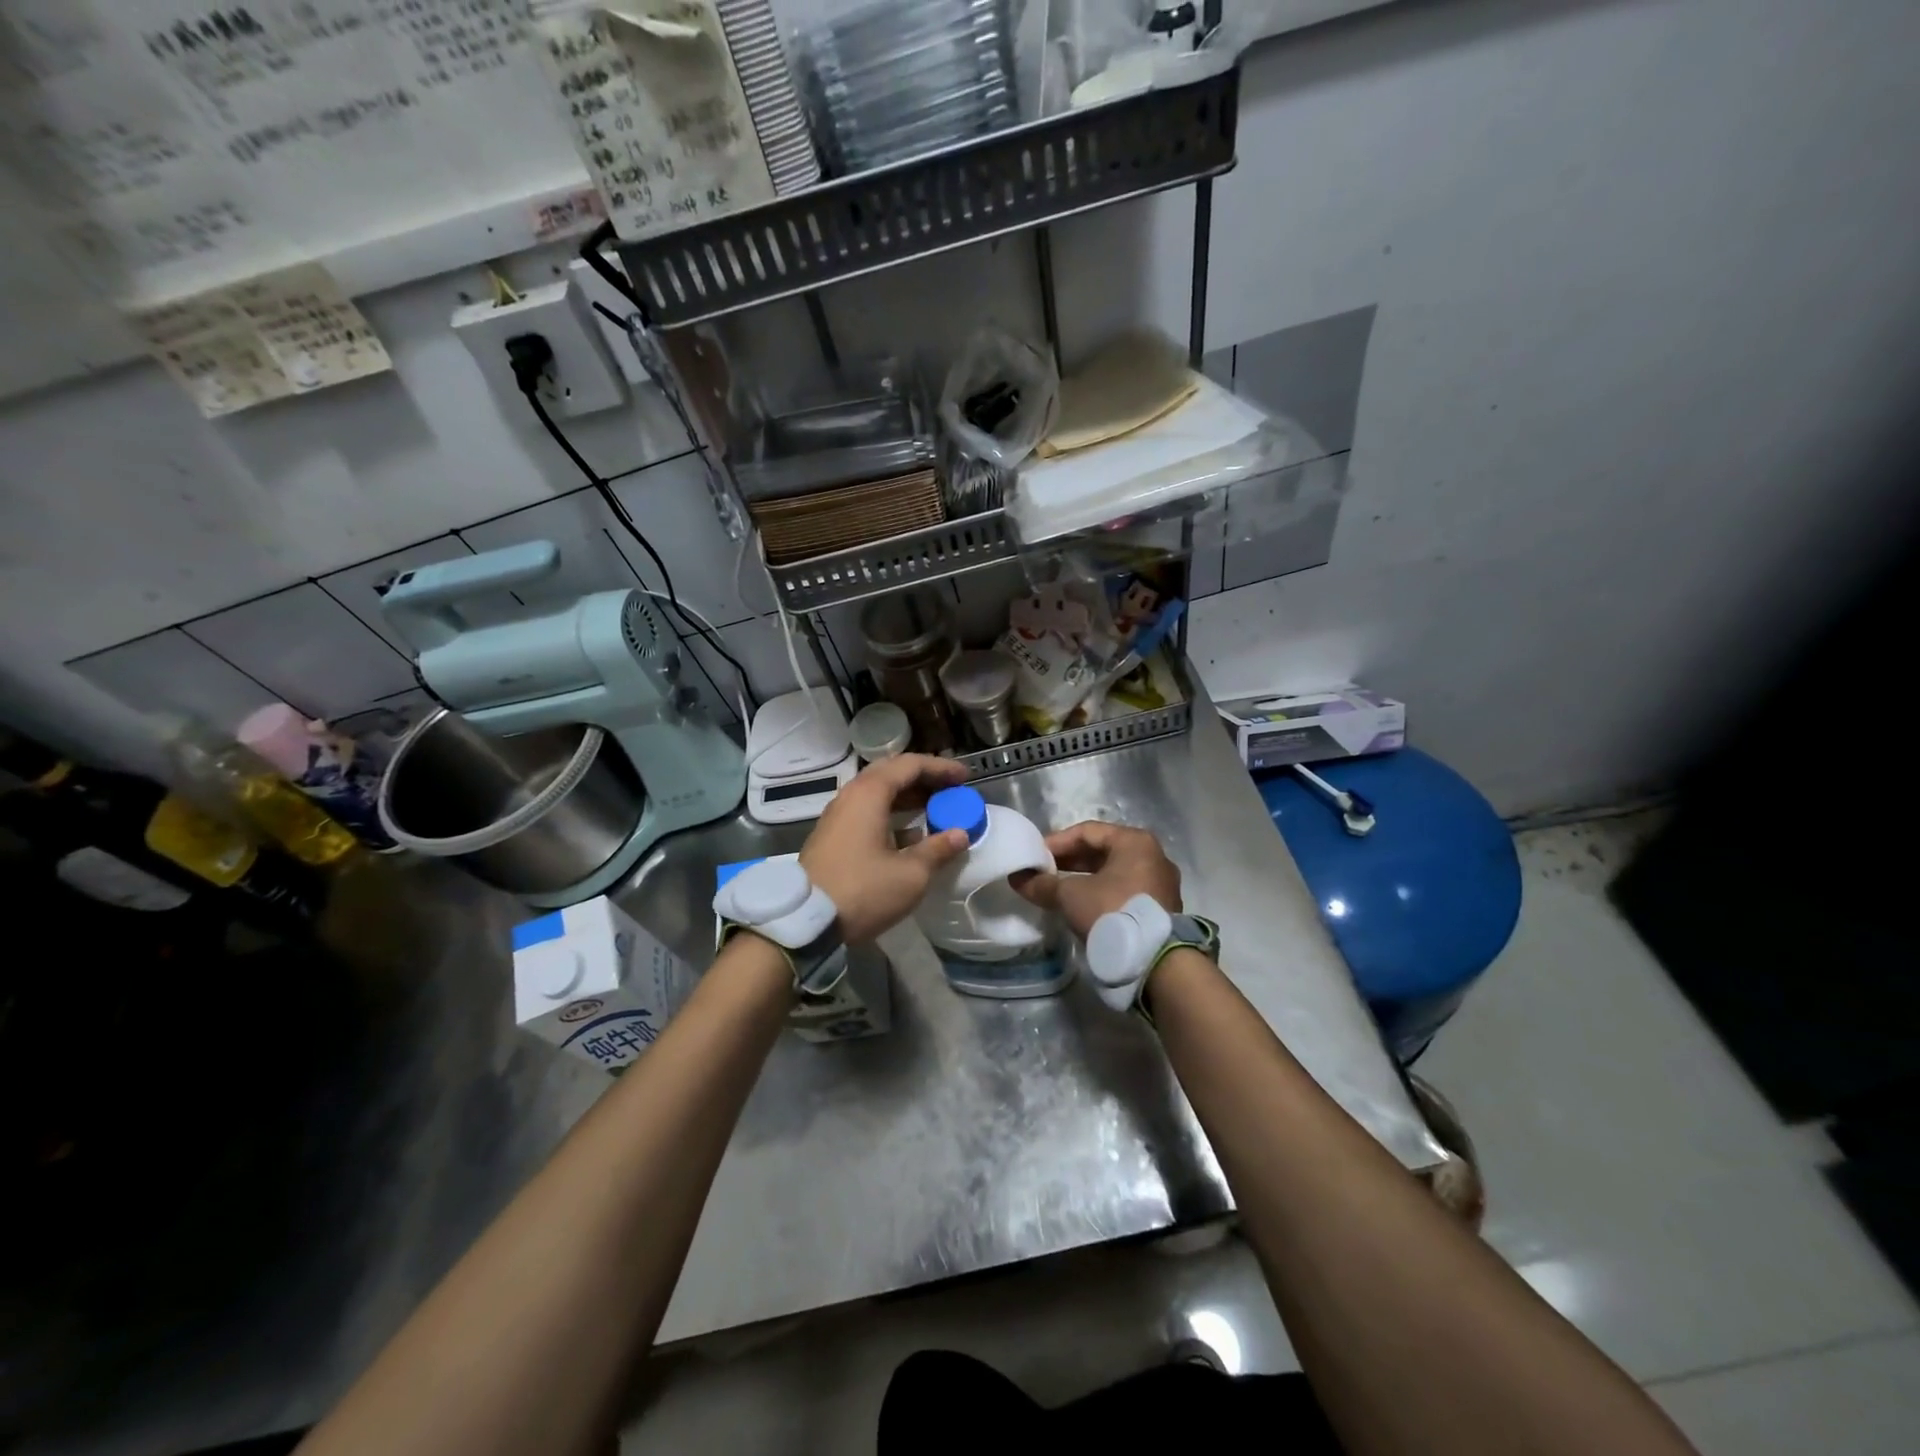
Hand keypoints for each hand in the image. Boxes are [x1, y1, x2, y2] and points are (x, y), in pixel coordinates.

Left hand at [800, 754, 970, 942]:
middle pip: (891, 773)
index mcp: (869, 794)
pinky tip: (909, 835)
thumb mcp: (910, 874)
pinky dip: (890, 813)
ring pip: (876, 793)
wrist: (805, 921)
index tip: (965, 778)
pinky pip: (866, 811)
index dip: (941, 768)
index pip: (910, 765)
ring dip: (907, 797)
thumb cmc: (863, 891)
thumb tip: (959, 834)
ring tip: (934, 809)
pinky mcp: (831, 836)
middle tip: (949, 789)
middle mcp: (850, 796)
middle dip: (923, 778)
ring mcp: (837, 816)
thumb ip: (937, 849)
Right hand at [1012, 821, 1181, 939]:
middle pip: (1103, 851)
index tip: (1036, 857)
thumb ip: (1043, 884)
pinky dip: (1103, 895)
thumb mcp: (1071, 895)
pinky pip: (1126, 892)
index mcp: (1135, 841)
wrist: (1156, 960)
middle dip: (1071, 862)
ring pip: (1115, 873)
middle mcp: (1154, 856)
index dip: (1057, 842)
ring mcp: (1162, 884)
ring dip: (1086, 880)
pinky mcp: (1162, 910)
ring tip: (1060, 891)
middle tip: (1045, 873)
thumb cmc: (1112, 911)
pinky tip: (1084, 909)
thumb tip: (1018, 879)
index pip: (1088, 831)